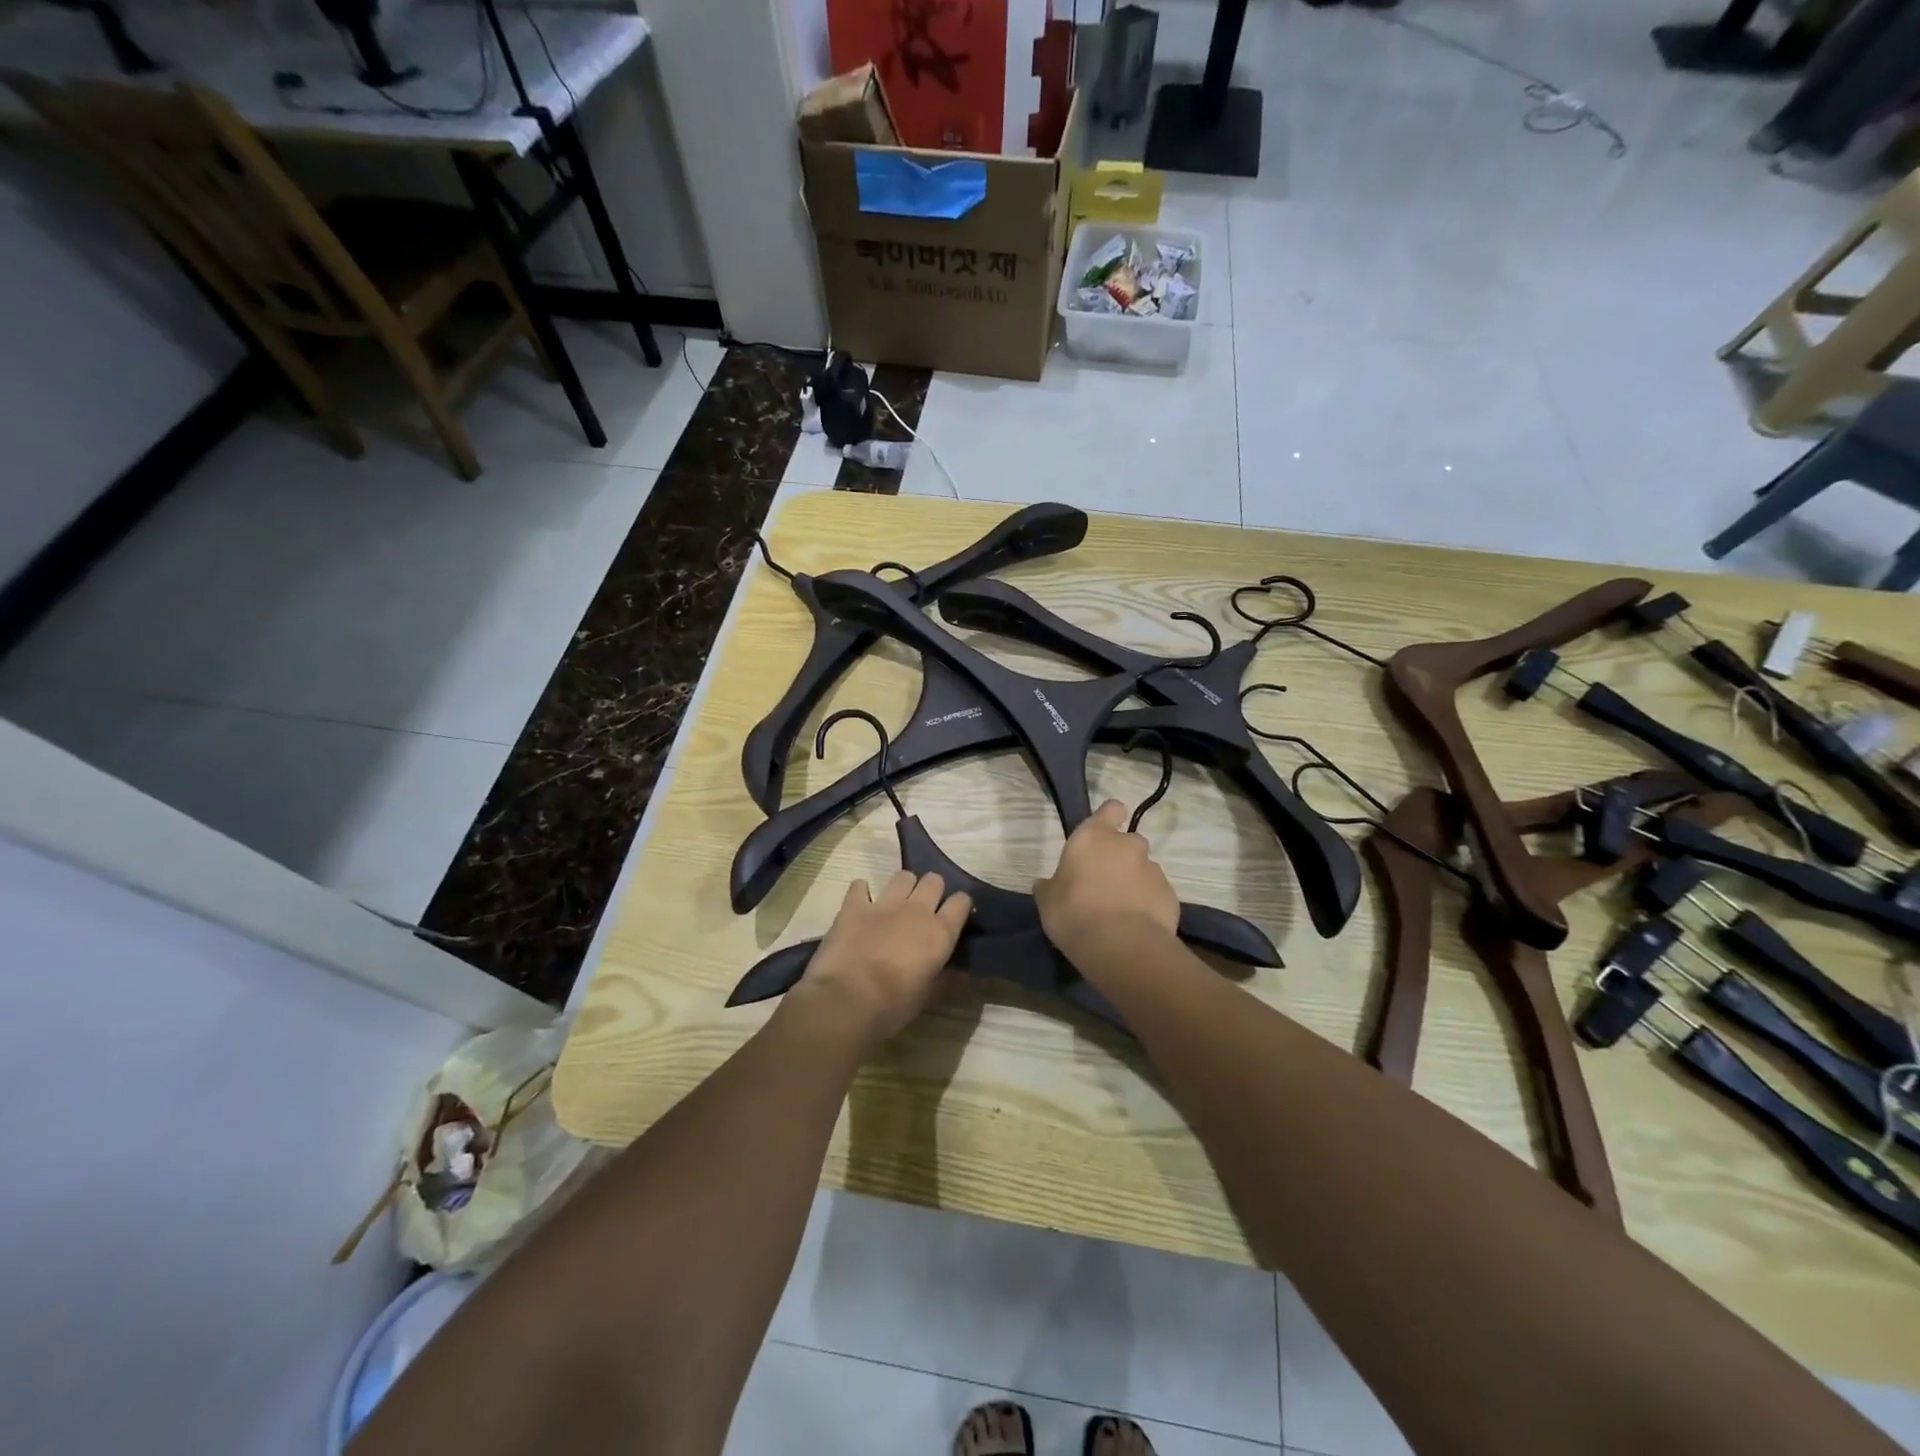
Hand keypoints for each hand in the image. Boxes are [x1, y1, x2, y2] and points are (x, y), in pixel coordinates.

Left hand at [796, 870, 971, 1041]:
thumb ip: (946, 979)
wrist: (846, 1000)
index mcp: (939, 932)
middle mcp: (917, 909)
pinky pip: (860, 885)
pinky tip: (861, 904)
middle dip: (932, 890)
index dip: (959, 906)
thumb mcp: (927, 997)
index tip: (954, 915)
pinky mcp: (855, 904)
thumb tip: (964, 973)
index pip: (961, 902)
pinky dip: (862, 892)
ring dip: (903, 886)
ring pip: (903, 876)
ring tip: (896, 903)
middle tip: (924, 909)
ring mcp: (885, 903)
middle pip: (934, 880)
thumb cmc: (893, 1005)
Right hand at [1034, 800, 1179, 964]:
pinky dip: (1148, 903)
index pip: (1111, 809)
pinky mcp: (1170, 894)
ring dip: (1134, 881)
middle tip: (1105, 883)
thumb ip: (1050, 886)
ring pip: (1144, 868)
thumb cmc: (1074, 913)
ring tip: (1121, 910)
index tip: (1103, 833)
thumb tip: (1047, 884)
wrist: (1121, 946)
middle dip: (1120, 857)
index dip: (1109, 817)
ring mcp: (1152, 869)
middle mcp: (1127, 845)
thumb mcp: (1047, 901)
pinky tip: (1136, 925)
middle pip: (1128, 841)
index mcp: (1093, 837)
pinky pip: (1156, 893)